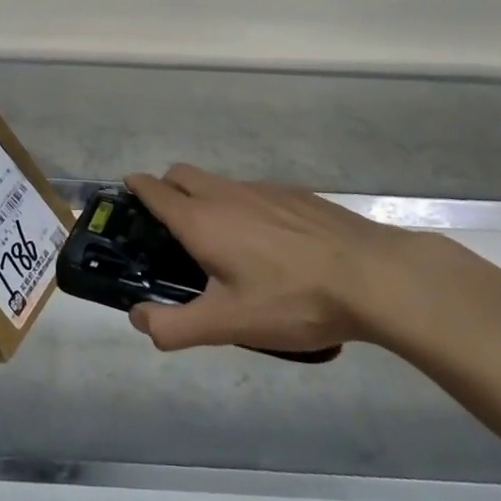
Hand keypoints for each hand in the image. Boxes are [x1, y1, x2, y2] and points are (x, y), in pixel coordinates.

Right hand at [124, 164, 417, 354]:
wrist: (373, 276)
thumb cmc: (293, 300)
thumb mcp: (229, 325)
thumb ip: (175, 326)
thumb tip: (138, 318)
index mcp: (202, 219)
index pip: (154, 189)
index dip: (135, 189)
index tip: (126, 198)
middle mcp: (227, 193)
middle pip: (182, 174)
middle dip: (167, 190)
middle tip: (170, 230)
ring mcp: (263, 189)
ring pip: (219, 183)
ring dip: (206, 200)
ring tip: (223, 245)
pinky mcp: (295, 194)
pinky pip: (252, 192)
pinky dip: (243, 207)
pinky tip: (269, 246)